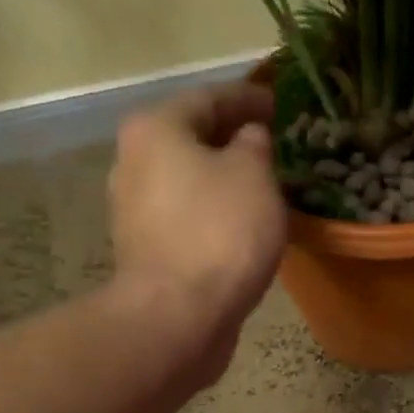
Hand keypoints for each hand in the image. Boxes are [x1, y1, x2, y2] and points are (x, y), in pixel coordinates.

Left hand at [108, 82, 285, 336]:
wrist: (178, 314)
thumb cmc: (220, 233)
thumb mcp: (254, 176)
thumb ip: (255, 145)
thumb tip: (249, 137)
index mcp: (157, 129)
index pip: (210, 98)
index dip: (249, 98)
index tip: (279, 103)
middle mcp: (134, 160)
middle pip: (192, 138)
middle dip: (233, 139)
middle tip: (274, 144)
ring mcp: (135, 209)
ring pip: (189, 179)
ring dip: (223, 179)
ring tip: (264, 186)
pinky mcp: (146, 249)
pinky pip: (188, 216)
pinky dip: (215, 211)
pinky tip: (243, 223)